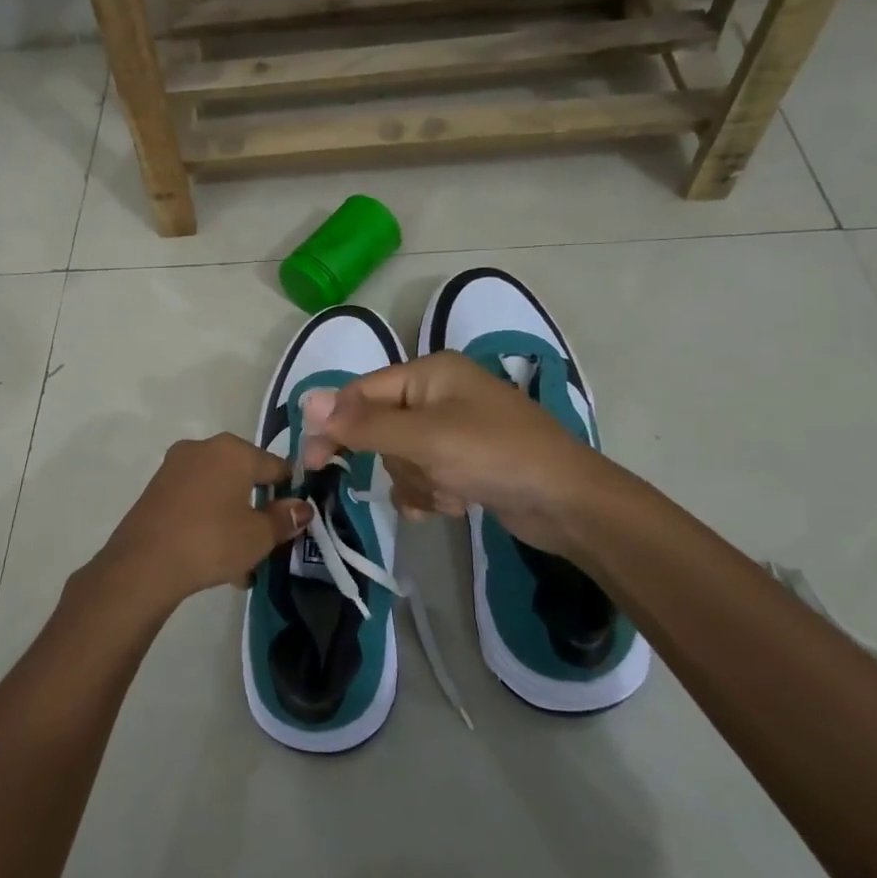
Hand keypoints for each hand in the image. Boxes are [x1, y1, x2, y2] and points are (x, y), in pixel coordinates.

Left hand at [80, 433, 312, 616]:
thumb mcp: (258, 536)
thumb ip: (284, 519)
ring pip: (218, 492)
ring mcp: (175, 467)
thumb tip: (302, 507)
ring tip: (241, 563)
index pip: (275, 465)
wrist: (144, 563)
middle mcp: (203, 448)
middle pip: (244, 477)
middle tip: (267, 544)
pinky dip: (208, 522)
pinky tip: (214, 558)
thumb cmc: (211, 541)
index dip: (289, 492)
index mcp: (233, 450)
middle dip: (257, 510)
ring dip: (233, 521)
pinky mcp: (156, 488)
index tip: (294, 519)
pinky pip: (195, 501)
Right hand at [300, 351, 611, 553]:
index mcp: (430, 372)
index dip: (334, 425)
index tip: (311, 463)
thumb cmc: (495, 456)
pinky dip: (433, 494)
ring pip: (402, 458)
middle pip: (381, 430)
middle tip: (423, 475)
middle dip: (399, 461)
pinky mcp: (465, 462)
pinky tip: (457, 505)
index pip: (361, 392)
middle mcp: (440, 394)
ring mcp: (454, 430)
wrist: (569, 504)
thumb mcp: (424, 437)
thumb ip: (363, 423)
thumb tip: (307, 402)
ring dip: (419, 483)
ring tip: (452, 493)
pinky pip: (425, 476)